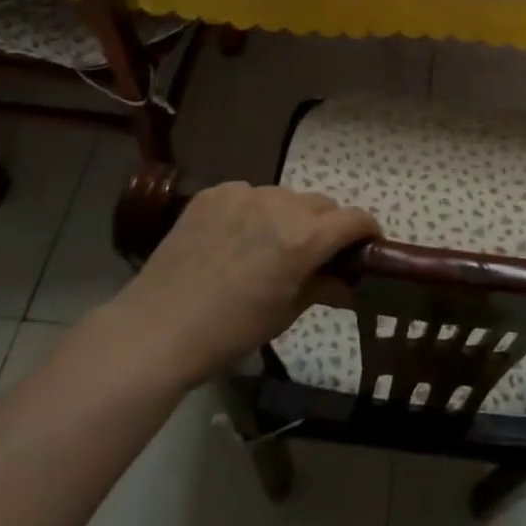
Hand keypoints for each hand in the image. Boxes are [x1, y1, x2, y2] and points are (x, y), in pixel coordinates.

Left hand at [104, 182, 378, 388]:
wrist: (158, 328)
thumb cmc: (230, 331)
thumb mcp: (286, 313)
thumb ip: (323, 287)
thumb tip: (348, 282)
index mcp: (304, 238)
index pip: (354, 219)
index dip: (368, 231)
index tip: (367, 246)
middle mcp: (280, 205)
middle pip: (322, 204)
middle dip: (327, 226)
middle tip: (315, 254)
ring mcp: (244, 194)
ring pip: (285, 197)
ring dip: (290, 216)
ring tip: (269, 246)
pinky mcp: (215, 194)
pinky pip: (249, 195)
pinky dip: (253, 211)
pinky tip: (235, 238)